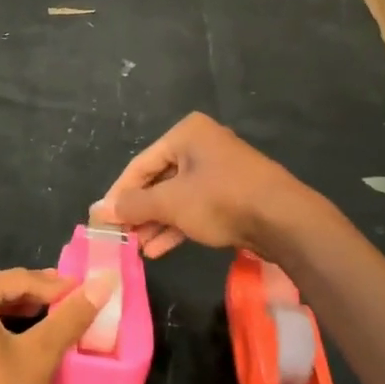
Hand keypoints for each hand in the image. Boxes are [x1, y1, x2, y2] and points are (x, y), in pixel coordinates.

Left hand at [0, 268, 115, 383]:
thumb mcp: (40, 357)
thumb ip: (71, 316)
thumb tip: (103, 282)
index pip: (19, 279)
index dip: (57, 286)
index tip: (88, 292)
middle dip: (36, 301)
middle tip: (72, 308)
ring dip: (15, 319)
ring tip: (51, 326)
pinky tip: (16, 350)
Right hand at [92, 112, 306, 258]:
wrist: (284, 220)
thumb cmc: (221, 200)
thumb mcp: (170, 203)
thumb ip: (133, 205)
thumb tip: (100, 210)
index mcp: (186, 134)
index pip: (140, 164)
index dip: (119, 193)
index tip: (103, 218)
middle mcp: (202, 145)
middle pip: (158, 180)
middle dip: (140, 211)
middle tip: (121, 235)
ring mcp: (219, 170)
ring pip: (177, 197)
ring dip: (156, 223)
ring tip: (138, 248)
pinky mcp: (232, 194)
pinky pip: (195, 207)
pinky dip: (177, 225)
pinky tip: (159, 249)